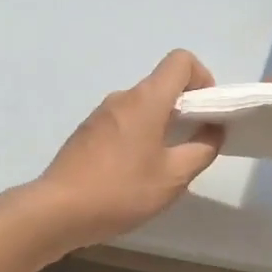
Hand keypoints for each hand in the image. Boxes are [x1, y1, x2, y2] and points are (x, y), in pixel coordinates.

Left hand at [25, 50, 222, 250]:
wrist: (58, 210)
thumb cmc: (121, 190)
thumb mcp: (173, 177)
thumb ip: (201, 150)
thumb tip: (213, 130)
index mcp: (146, 100)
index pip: (180, 61)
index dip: (202, 78)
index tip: (206, 112)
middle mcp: (122, 98)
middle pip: (161, 85)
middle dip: (184, 108)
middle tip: (190, 146)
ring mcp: (100, 114)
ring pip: (141, 106)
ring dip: (159, 125)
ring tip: (161, 166)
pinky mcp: (86, 133)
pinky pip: (122, 122)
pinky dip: (137, 136)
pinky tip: (133, 174)